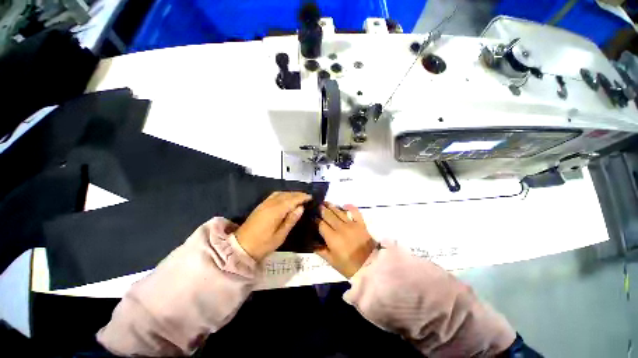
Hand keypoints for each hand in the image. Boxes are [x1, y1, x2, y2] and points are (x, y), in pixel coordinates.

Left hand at [235, 192, 310, 260]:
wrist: (241, 247)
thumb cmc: (263, 244)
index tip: (311, 197)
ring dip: (290, 193)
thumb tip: (301, 208)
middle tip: (307, 197)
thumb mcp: (280, 236)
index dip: (302, 197)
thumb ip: (291, 220)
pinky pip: (274, 195)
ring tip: (299, 197)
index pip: (292, 200)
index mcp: (276, 211)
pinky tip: (286, 198)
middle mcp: (270, 204)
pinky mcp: (260, 206)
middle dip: (298, 194)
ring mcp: (264, 204)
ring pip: (280, 193)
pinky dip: (283, 194)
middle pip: (286, 195)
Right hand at [315, 202, 375, 277]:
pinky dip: (350, 207)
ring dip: (332, 206)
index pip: (321, 225)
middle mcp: (341, 228)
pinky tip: (345, 204)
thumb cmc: (349, 266)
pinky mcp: (361, 224)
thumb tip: (311, 243)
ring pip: (339, 212)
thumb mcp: (332, 262)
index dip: (315, 220)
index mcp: (332, 238)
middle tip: (317, 205)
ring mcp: (352, 224)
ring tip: (326, 202)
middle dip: (322, 209)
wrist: (371, 267)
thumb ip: (321, 251)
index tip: (312, 217)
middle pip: (329, 215)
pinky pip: (355, 212)